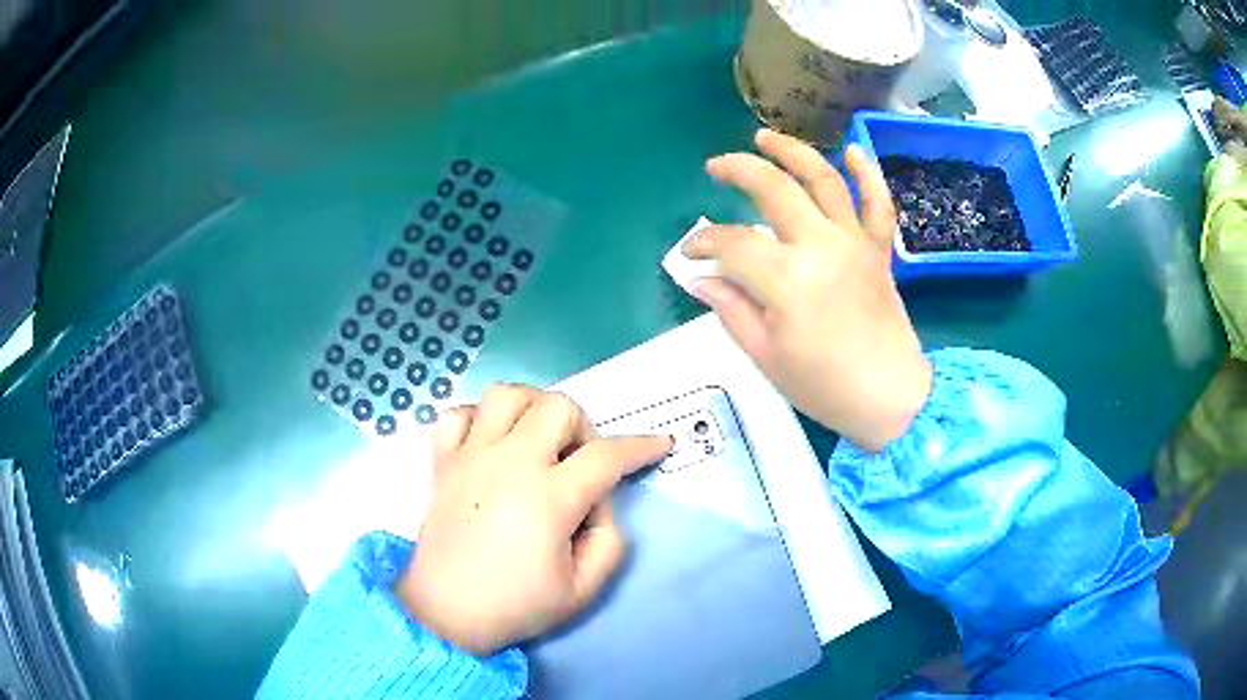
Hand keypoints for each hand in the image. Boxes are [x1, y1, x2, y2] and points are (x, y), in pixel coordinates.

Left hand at [396, 385, 671, 655]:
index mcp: (548, 498)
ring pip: (506, 394)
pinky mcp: (443, 463)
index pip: (607, 456)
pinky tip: (490, 443)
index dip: (641, 446)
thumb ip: (611, 541)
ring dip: (532, 408)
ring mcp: (470, 457)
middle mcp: (509, 464)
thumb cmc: (516, 605)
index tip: (660, 443)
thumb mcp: (584, 589)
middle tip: (579, 462)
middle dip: (582, 427)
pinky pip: (457, 414)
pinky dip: (478, 418)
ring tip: (537, 439)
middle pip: (557, 407)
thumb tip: (599, 501)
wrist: (446, 614)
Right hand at [688, 129, 932, 452]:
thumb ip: (731, 309)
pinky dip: (868, 173)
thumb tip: (702, 278)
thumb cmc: (824, 386)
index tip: (690, 255)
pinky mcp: (878, 250)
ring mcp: (853, 242)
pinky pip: (878, 203)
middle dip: (737, 169)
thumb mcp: (765, 355)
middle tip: (716, 166)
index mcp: (785, 278)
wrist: (890, 398)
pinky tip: (852, 149)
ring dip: (792, 151)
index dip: (704, 244)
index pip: (732, 243)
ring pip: (823, 179)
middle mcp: (819, 246)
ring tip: (765, 138)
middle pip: (772, 189)